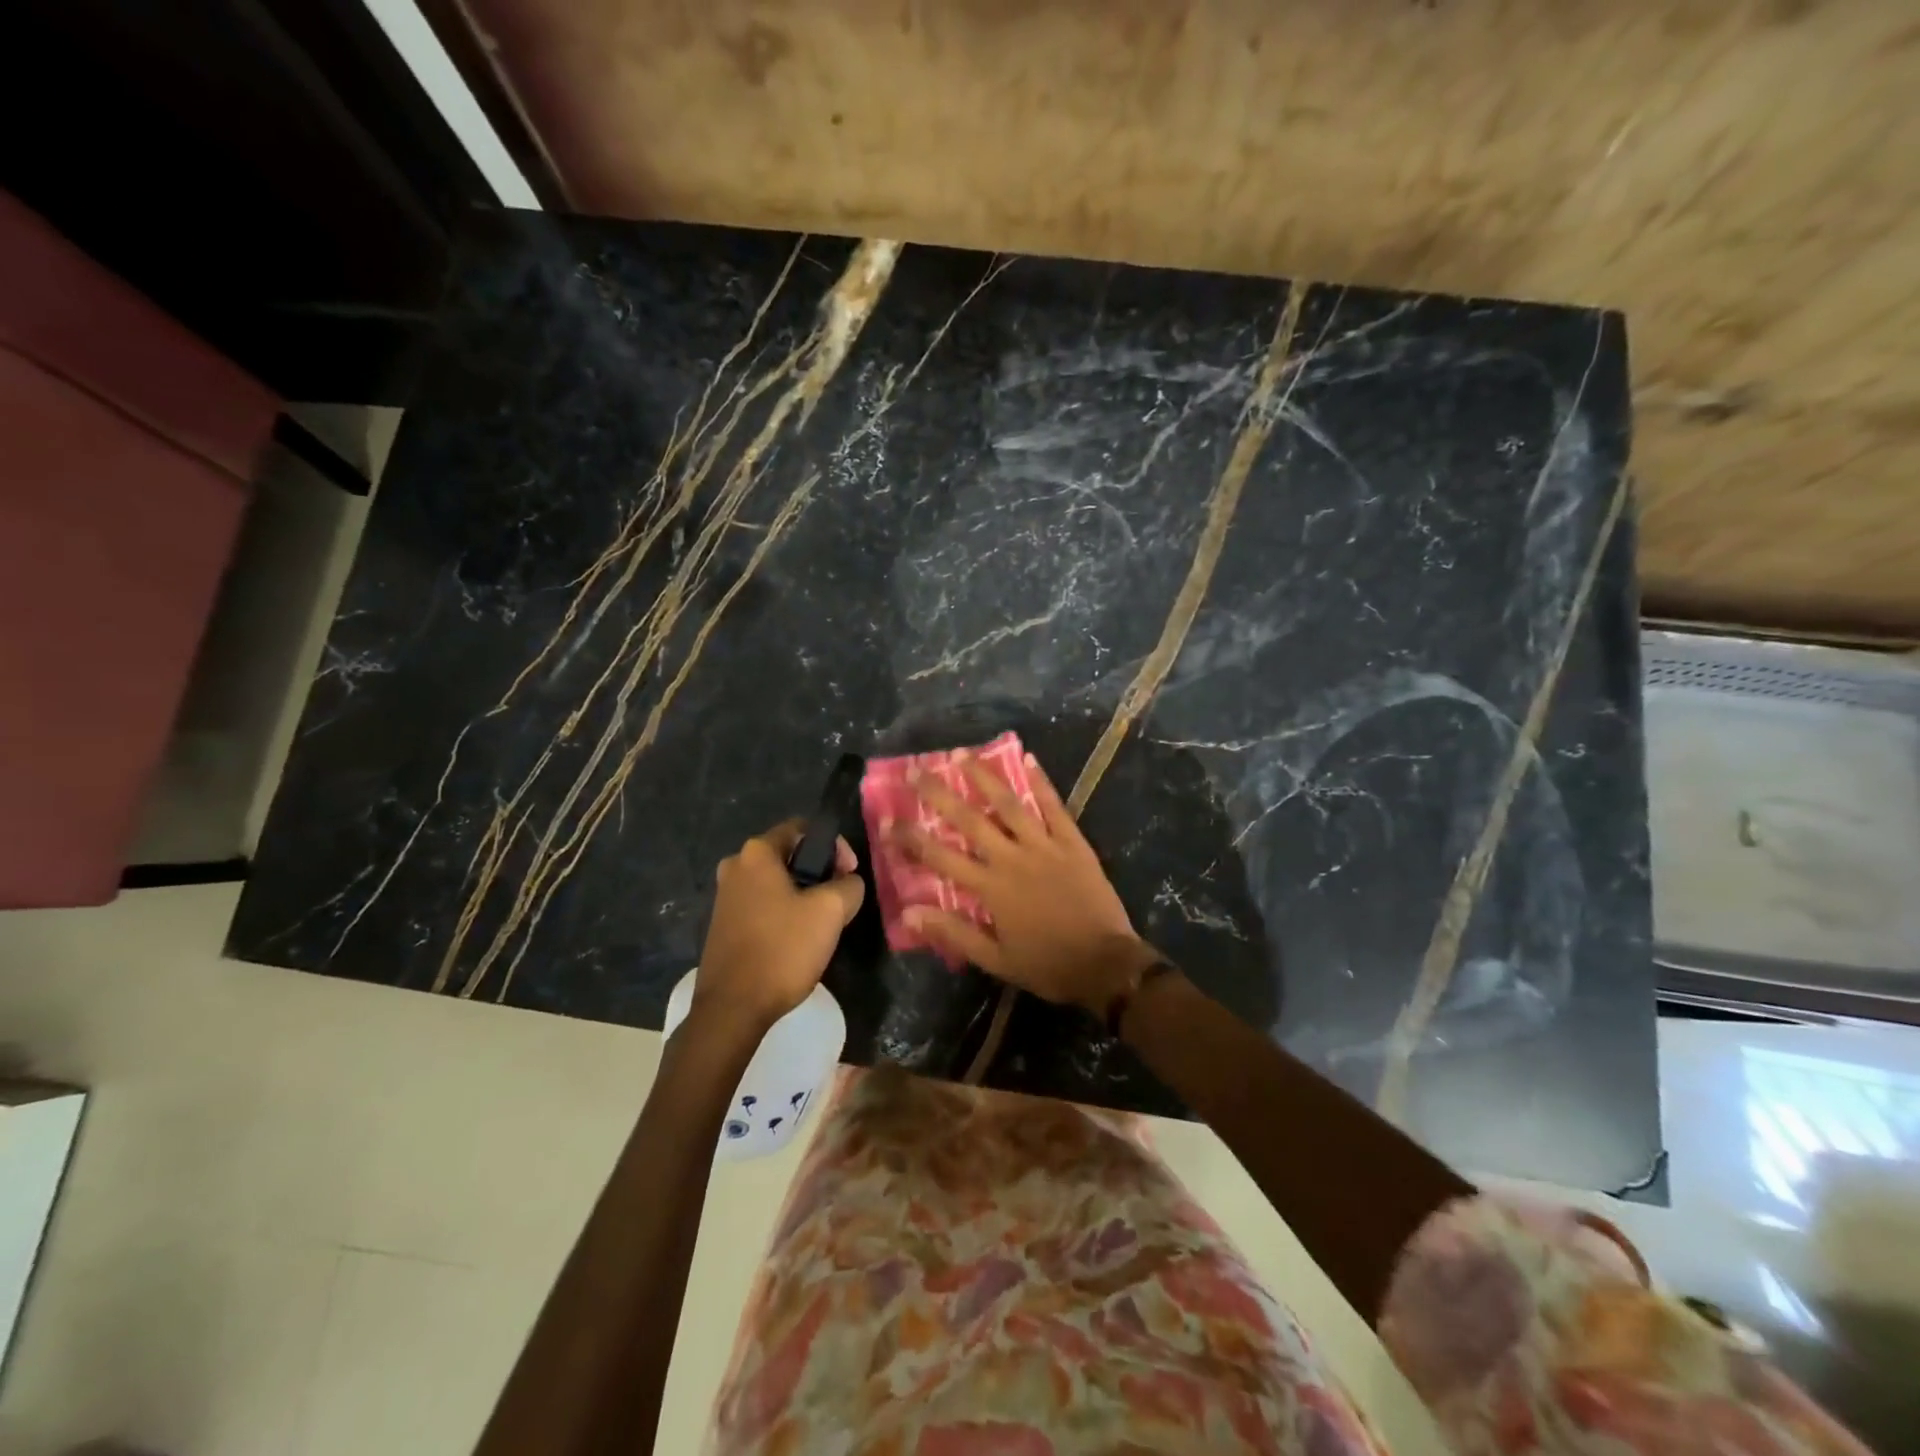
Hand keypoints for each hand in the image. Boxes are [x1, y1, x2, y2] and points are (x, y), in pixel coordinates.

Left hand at [695, 820, 864, 1027]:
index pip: (803, 829)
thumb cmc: (783, 949)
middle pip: (789, 856)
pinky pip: (762, 905)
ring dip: (802, 896)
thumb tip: (848, 882)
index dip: (834, 846)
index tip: (849, 875)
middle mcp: (735, 866)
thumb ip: (849, 885)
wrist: (733, 1008)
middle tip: (839, 900)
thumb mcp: (831, 910)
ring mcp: (725, 897)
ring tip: (822, 924)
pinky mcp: (722, 925)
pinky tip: (796, 941)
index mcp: (756, 853)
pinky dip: (783, 914)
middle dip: (819, 873)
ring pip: (776, 883)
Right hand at [891, 751, 1159, 1014]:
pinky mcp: (1073, 841)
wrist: (1105, 964)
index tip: (888, 820)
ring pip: (1009, 803)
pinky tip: (1027, 757)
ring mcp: (1044, 845)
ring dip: (984, 776)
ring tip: (962, 752)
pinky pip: (1054, 806)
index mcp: (990, 888)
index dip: (911, 838)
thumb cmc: (1047, 965)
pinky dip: (1041, 781)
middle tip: (916, 770)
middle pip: (970, 819)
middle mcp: (1012, 858)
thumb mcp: (995, 960)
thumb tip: (910, 911)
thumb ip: (954, 932)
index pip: (940, 857)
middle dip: (939, 793)